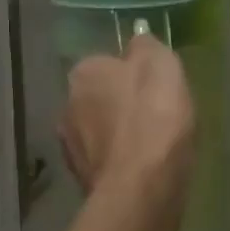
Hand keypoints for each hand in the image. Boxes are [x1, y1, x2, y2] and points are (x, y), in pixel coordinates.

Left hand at [59, 34, 196, 230]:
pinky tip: (145, 169)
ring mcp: (71, 146)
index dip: (132, 73)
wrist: (142, 190)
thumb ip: (147, 47)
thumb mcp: (162, 65)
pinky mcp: (82, 181)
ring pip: (100, 131)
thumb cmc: (154, 118)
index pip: (106, 63)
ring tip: (154, 146)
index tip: (156, 86)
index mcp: (84, 73)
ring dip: (120, 135)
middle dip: (122, 104)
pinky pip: (107, 161)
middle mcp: (67, 105)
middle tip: (157, 115)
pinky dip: (122, 163)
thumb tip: (138, 40)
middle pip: (100, 97)